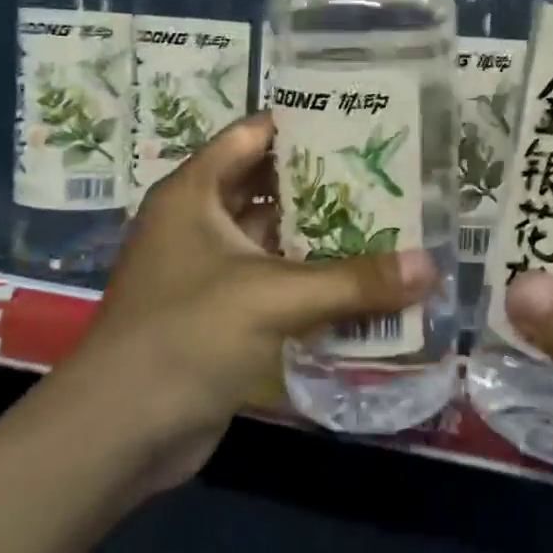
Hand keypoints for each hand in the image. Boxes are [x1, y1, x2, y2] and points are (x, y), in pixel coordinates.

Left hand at [62, 114, 436, 492]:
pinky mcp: (222, 315)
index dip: (300, 123)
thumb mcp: (271, 298)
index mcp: (194, 194)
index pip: (250, 136)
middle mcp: (199, 224)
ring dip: (322, 236)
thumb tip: (431, 266)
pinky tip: (362, 283)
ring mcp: (209, 272)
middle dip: (324, 183)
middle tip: (389, 175)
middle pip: (268, 187)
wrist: (121, 431)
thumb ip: (353, 281)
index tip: (359, 120)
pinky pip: (275, 284)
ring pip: (275, 239)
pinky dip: (311, 281)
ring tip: (389, 222)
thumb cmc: (185, 336)